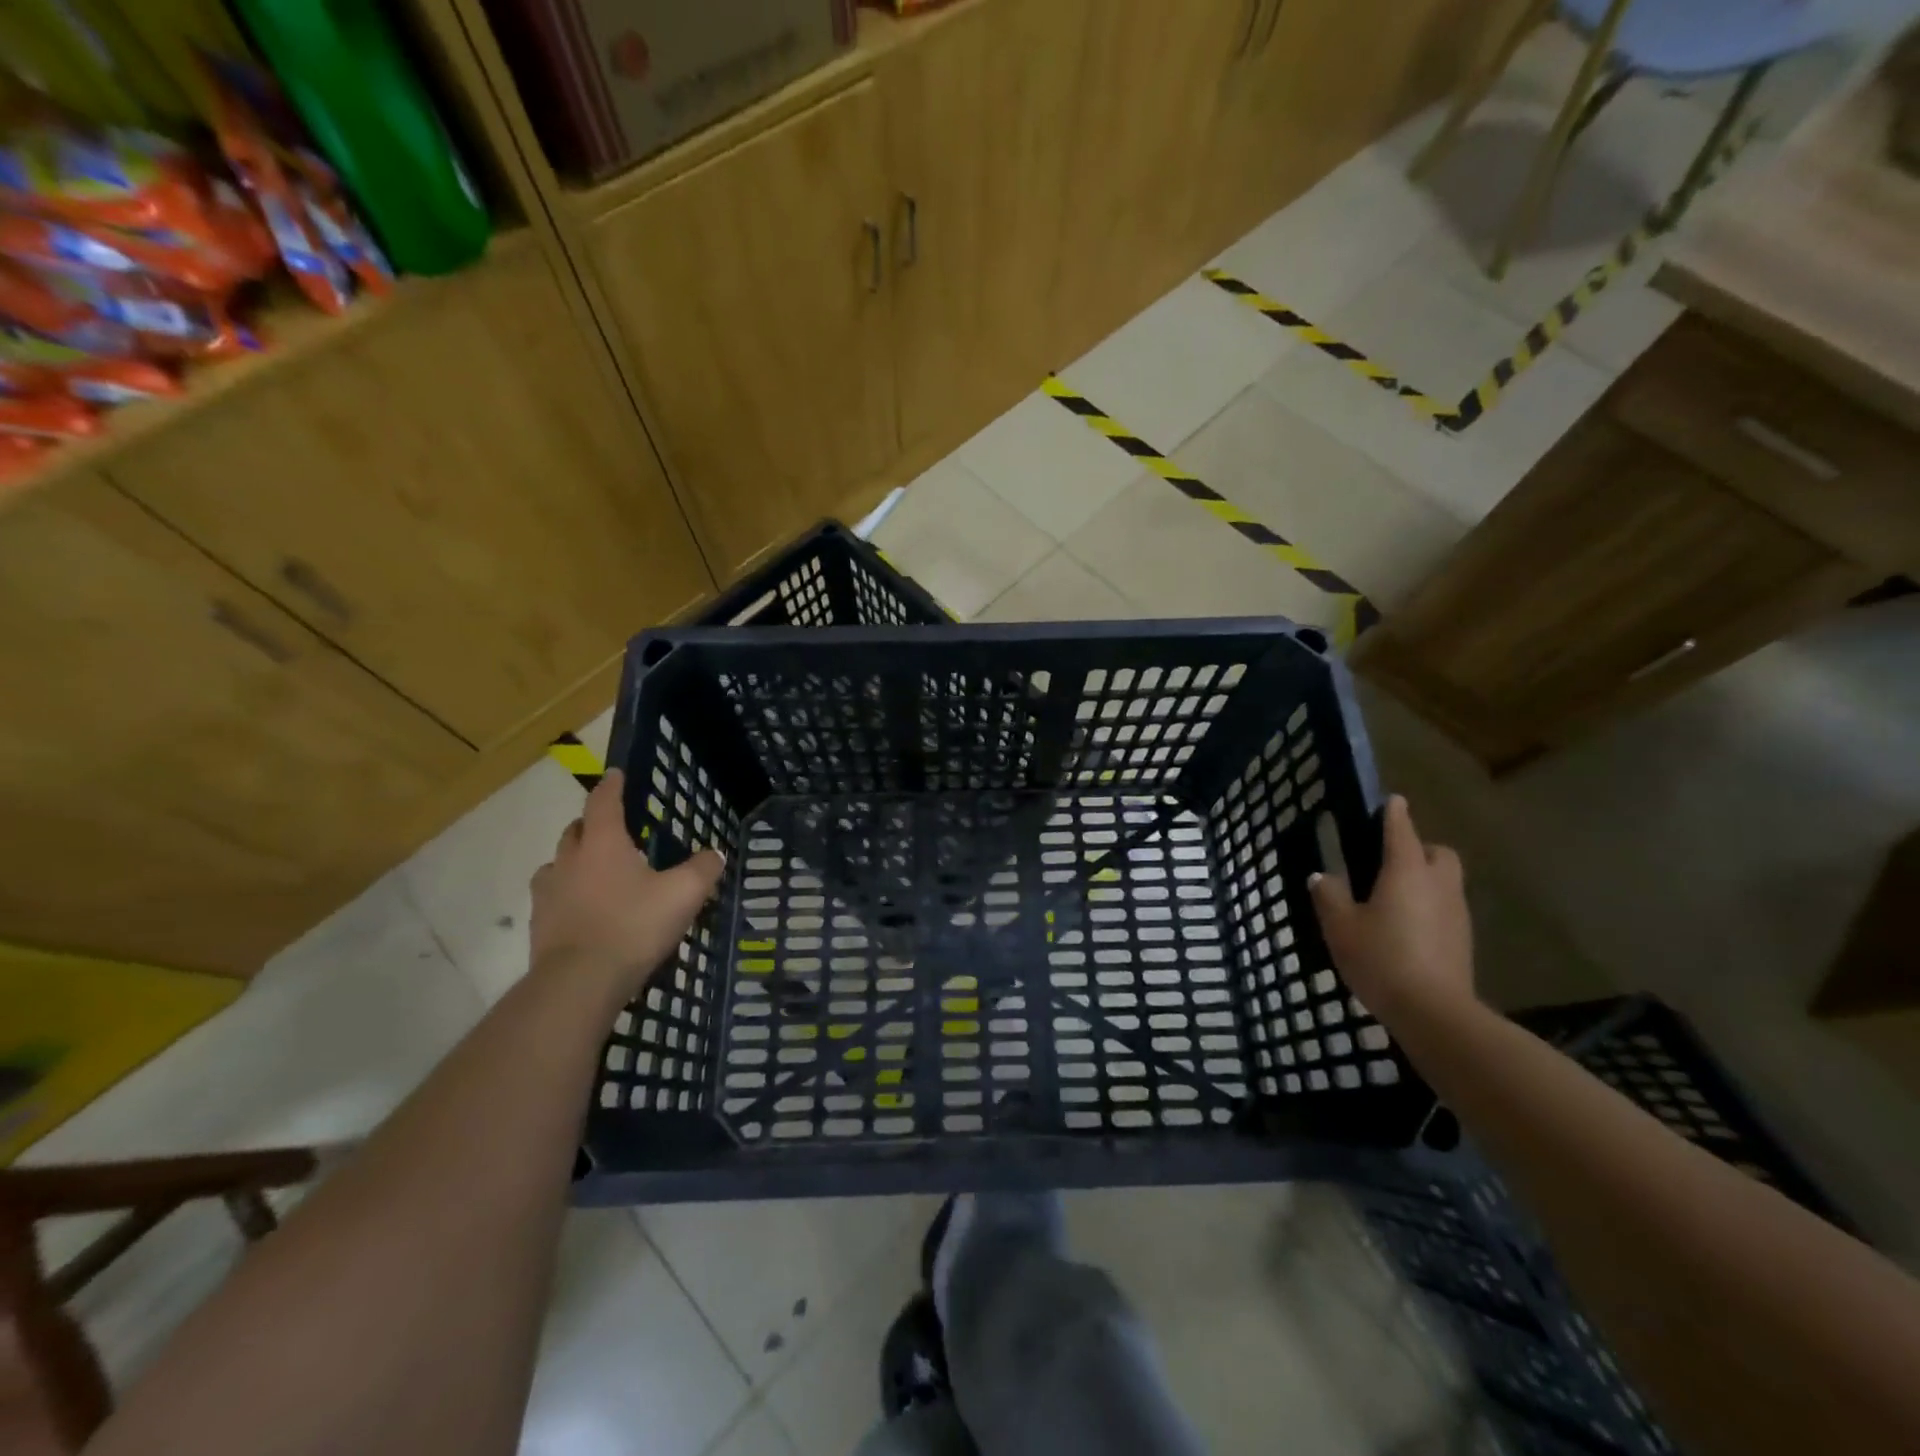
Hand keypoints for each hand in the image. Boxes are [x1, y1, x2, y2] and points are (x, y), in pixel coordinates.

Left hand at [530, 770, 723, 1002]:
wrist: (579, 984)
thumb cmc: (633, 926)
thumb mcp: (683, 894)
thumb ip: (702, 869)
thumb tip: (714, 854)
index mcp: (603, 843)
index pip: (603, 801)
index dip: (611, 785)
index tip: (616, 773)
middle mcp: (569, 860)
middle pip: (576, 830)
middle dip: (592, 824)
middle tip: (614, 830)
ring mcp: (549, 893)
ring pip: (558, 864)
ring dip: (576, 860)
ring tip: (598, 872)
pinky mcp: (539, 925)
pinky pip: (553, 897)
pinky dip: (569, 894)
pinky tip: (587, 910)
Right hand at [1309, 795, 1474, 1026]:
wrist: (1433, 1012)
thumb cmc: (1380, 958)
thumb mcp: (1340, 927)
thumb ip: (1329, 897)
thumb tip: (1322, 876)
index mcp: (1405, 872)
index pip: (1402, 831)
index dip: (1395, 814)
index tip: (1392, 800)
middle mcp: (1437, 884)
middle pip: (1438, 853)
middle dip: (1420, 848)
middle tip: (1392, 860)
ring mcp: (1456, 913)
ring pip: (1446, 881)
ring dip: (1426, 878)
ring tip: (1395, 896)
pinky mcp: (1463, 940)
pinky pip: (1446, 908)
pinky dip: (1430, 906)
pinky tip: (1407, 927)